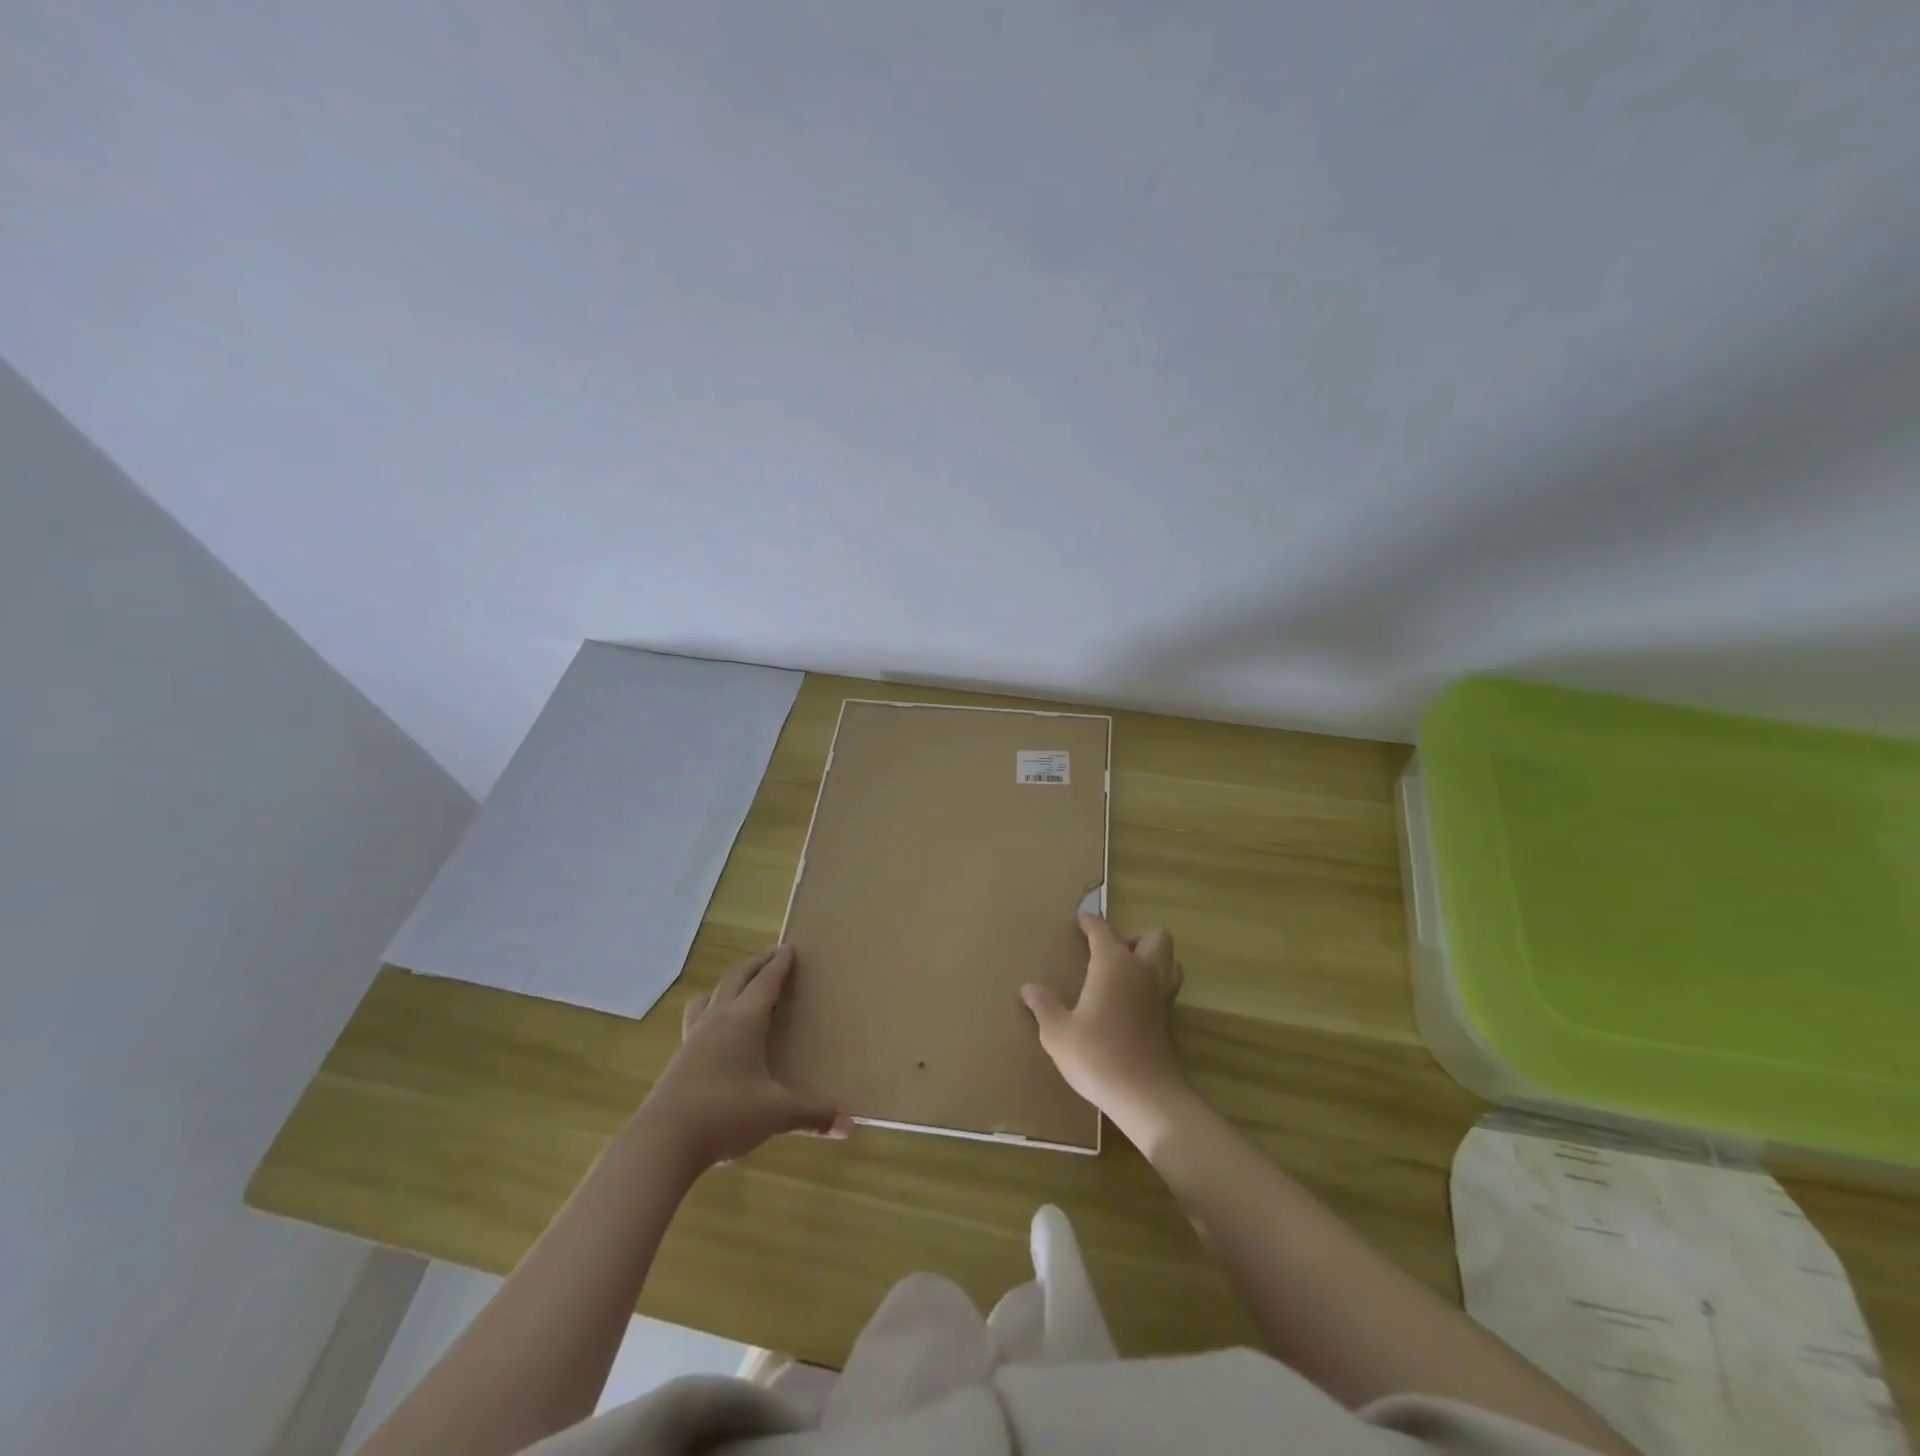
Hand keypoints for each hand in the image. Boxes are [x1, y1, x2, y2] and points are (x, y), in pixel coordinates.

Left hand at [645, 946, 848, 1168]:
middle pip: (735, 980)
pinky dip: (709, 1017)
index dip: (779, 964)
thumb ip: (813, 1115)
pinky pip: (695, 1024)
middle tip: (769, 957)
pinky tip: (714, 1037)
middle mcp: (717, 1020)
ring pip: (708, 999)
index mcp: (744, 1020)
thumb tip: (849, 1126)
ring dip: (724, 988)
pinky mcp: (677, 1061)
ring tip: (735, 991)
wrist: (663, 1141)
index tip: (788, 948)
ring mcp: (692, 1039)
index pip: (766, 982)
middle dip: (754, 966)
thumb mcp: (777, 1113)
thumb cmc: (726, 1113)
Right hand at [1021, 913, 1189, 1145]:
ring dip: (1153, 959)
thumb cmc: (1097, 1056)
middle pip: (1155, 936)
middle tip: (1111, 953)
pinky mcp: (1171, 1020)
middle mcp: (1143, 971)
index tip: (1081, 919)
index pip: (1103, 930)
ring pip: (1170, 961)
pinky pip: (1167, 988)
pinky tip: (1133, 1004)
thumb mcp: (1058, 1033)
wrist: (1147, 1096)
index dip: (1090, 922)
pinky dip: (1154, 986)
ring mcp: (1162, 995)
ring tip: (1127, 974)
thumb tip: (1029, 987)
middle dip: (1135, 937)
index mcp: (1114, 963)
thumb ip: (1044, 1006)